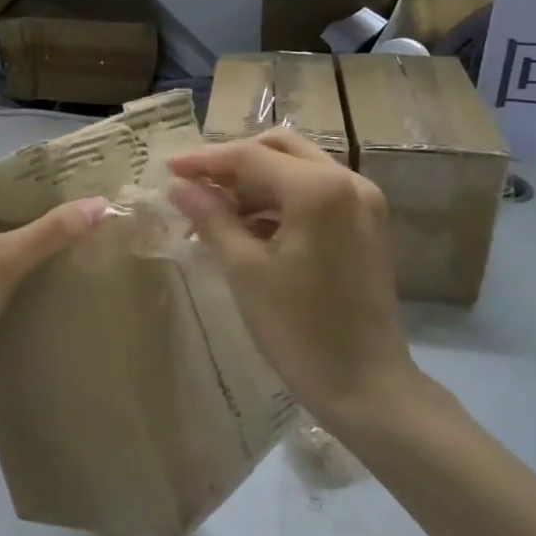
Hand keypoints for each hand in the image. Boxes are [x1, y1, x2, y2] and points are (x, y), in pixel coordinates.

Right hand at [168, 130, 430, 422]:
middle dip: (233, 163)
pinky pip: (316, 195)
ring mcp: (364, 202)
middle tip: (194, 186)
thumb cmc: (298, 328)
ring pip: (298, 169)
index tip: (168, 169)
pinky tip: (249, 227)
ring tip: (214, 211)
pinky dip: (280, 201)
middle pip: (279, 150)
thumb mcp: (245, 270)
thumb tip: (178, 187)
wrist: (366, 385)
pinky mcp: (367, 225)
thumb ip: (211, 218)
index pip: (250, 157)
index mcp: (319, 188)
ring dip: (256, 182)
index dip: (205, 161)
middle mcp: (348, 181)